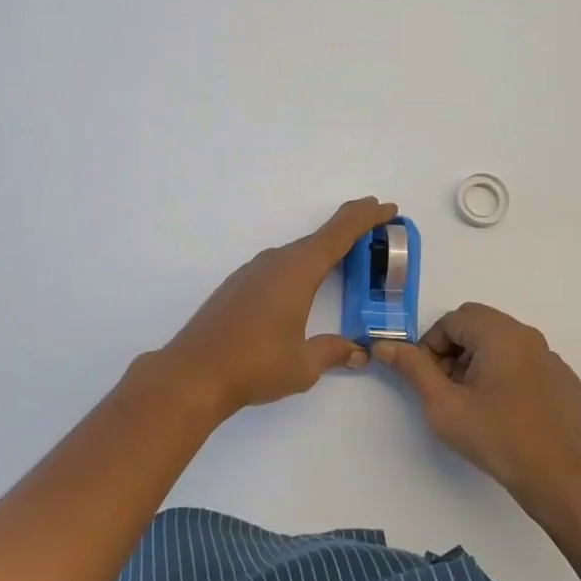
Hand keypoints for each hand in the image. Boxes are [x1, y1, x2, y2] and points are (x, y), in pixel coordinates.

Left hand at [150, 197, 397, 418]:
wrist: (192, 373)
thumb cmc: (254, 365)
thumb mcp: (303, 365)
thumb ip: (333, 352)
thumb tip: (359, 352)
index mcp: (297, 271)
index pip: (339, 233)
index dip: (366, 217)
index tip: (388, 207)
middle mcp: (275, 262)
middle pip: (320, 237)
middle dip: (350, 230)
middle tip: (377, 230)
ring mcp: (253, 271)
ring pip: (298, 252)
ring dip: (324, 249)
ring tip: (346, 258)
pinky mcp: (238, 285)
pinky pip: (280, 265)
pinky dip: (302, 264)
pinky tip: (303, 285)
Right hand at [376, 303, 580, 508]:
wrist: (557, 478)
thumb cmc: (495, 437)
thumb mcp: (443, 404)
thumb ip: (412, 368)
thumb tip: (384, 345)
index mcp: (499, 333)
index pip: (452, 320)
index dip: (432, 346)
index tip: (430, 380)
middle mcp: (527, 335)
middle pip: (478, 323)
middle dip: (454, 348)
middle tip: (448, 386)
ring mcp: (551, 356)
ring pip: (503, 341)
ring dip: (480, 359)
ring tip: (475, 399)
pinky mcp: (564, 379)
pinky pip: (526, 361)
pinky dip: (508, 372)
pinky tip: (506, 409)